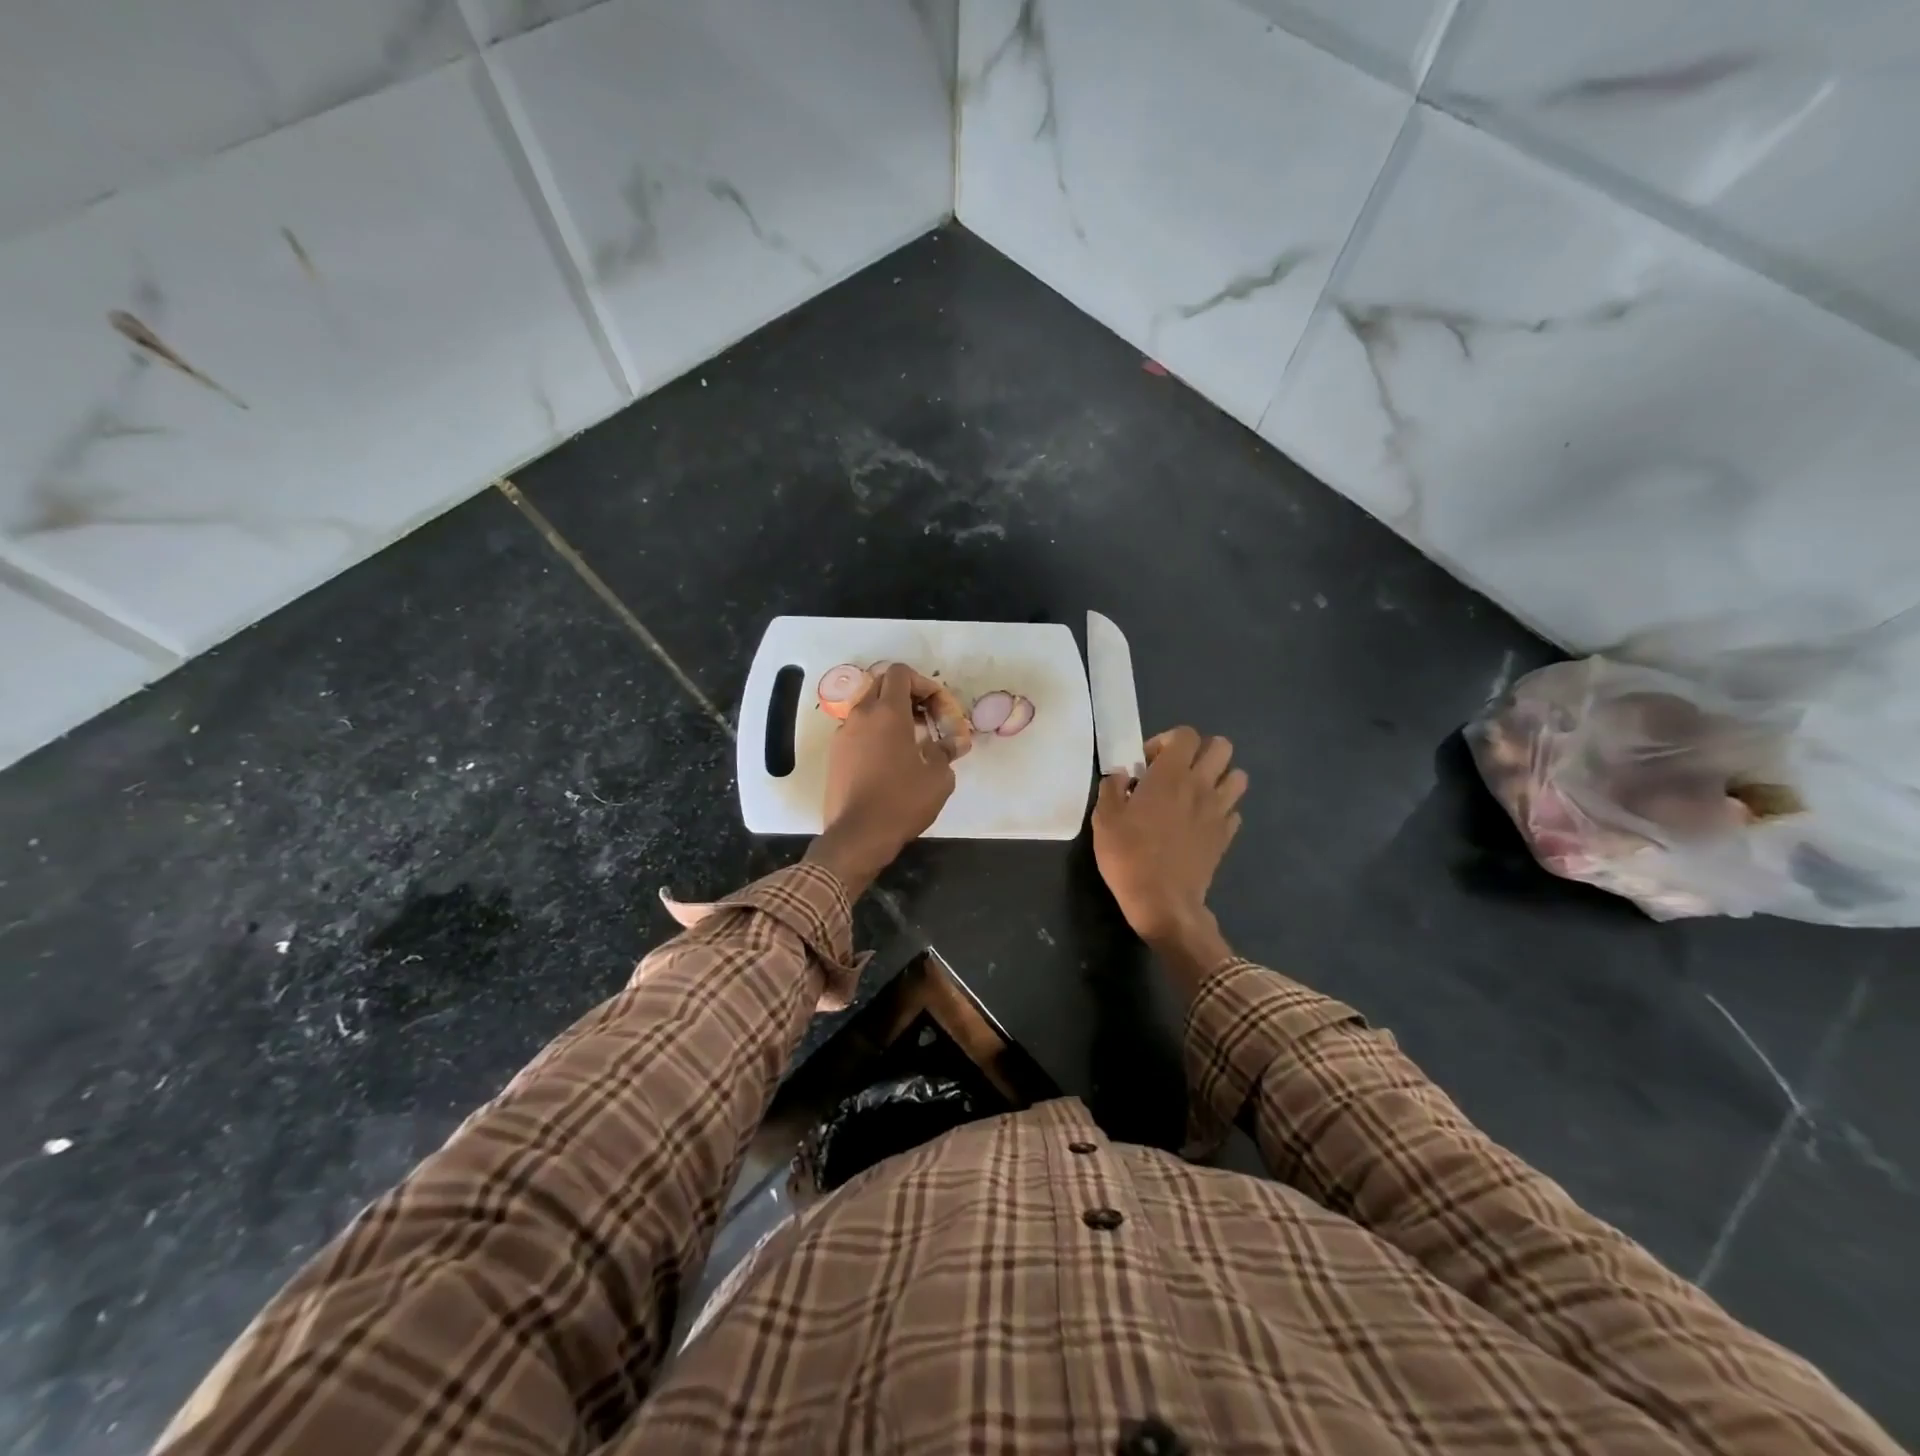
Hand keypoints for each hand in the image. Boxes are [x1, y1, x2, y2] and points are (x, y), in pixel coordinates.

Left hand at [805, 662, 958, 895]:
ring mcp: (843, 734)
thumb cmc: (902, 802)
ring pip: (868, 708)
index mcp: (887, 712)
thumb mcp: (938, 778)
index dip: (923, 683)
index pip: (900, 673)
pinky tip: (890, 760)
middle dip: (906, 695)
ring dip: (890, 714)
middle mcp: (861, 715)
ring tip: (911, 741)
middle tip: (926, 718)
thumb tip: (951, 744)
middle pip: (882, 684)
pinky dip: (875, 733)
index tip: (937, 708)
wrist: (857, 836)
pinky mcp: (835, 755)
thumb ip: (945, 751)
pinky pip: (858, 730)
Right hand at [1093, 727, 1247, 946]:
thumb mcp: (1104, 819)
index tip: (1148, 763)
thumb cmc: (1128, 855)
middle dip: (1201, 752)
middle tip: (1177, 772)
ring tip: (1196, 794)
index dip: (1167, 741)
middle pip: (1221, 747)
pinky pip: (1234, 810)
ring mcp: (1218, 811)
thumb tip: (1121, 775)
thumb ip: (1111, 788)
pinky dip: (1222, 810)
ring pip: (1238, 776)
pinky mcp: (1226, 836)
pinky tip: (1202, 823)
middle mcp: (1200, 785)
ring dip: (1219, 778)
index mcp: (1170, 775)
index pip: (1186, 734)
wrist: (1162, 901)